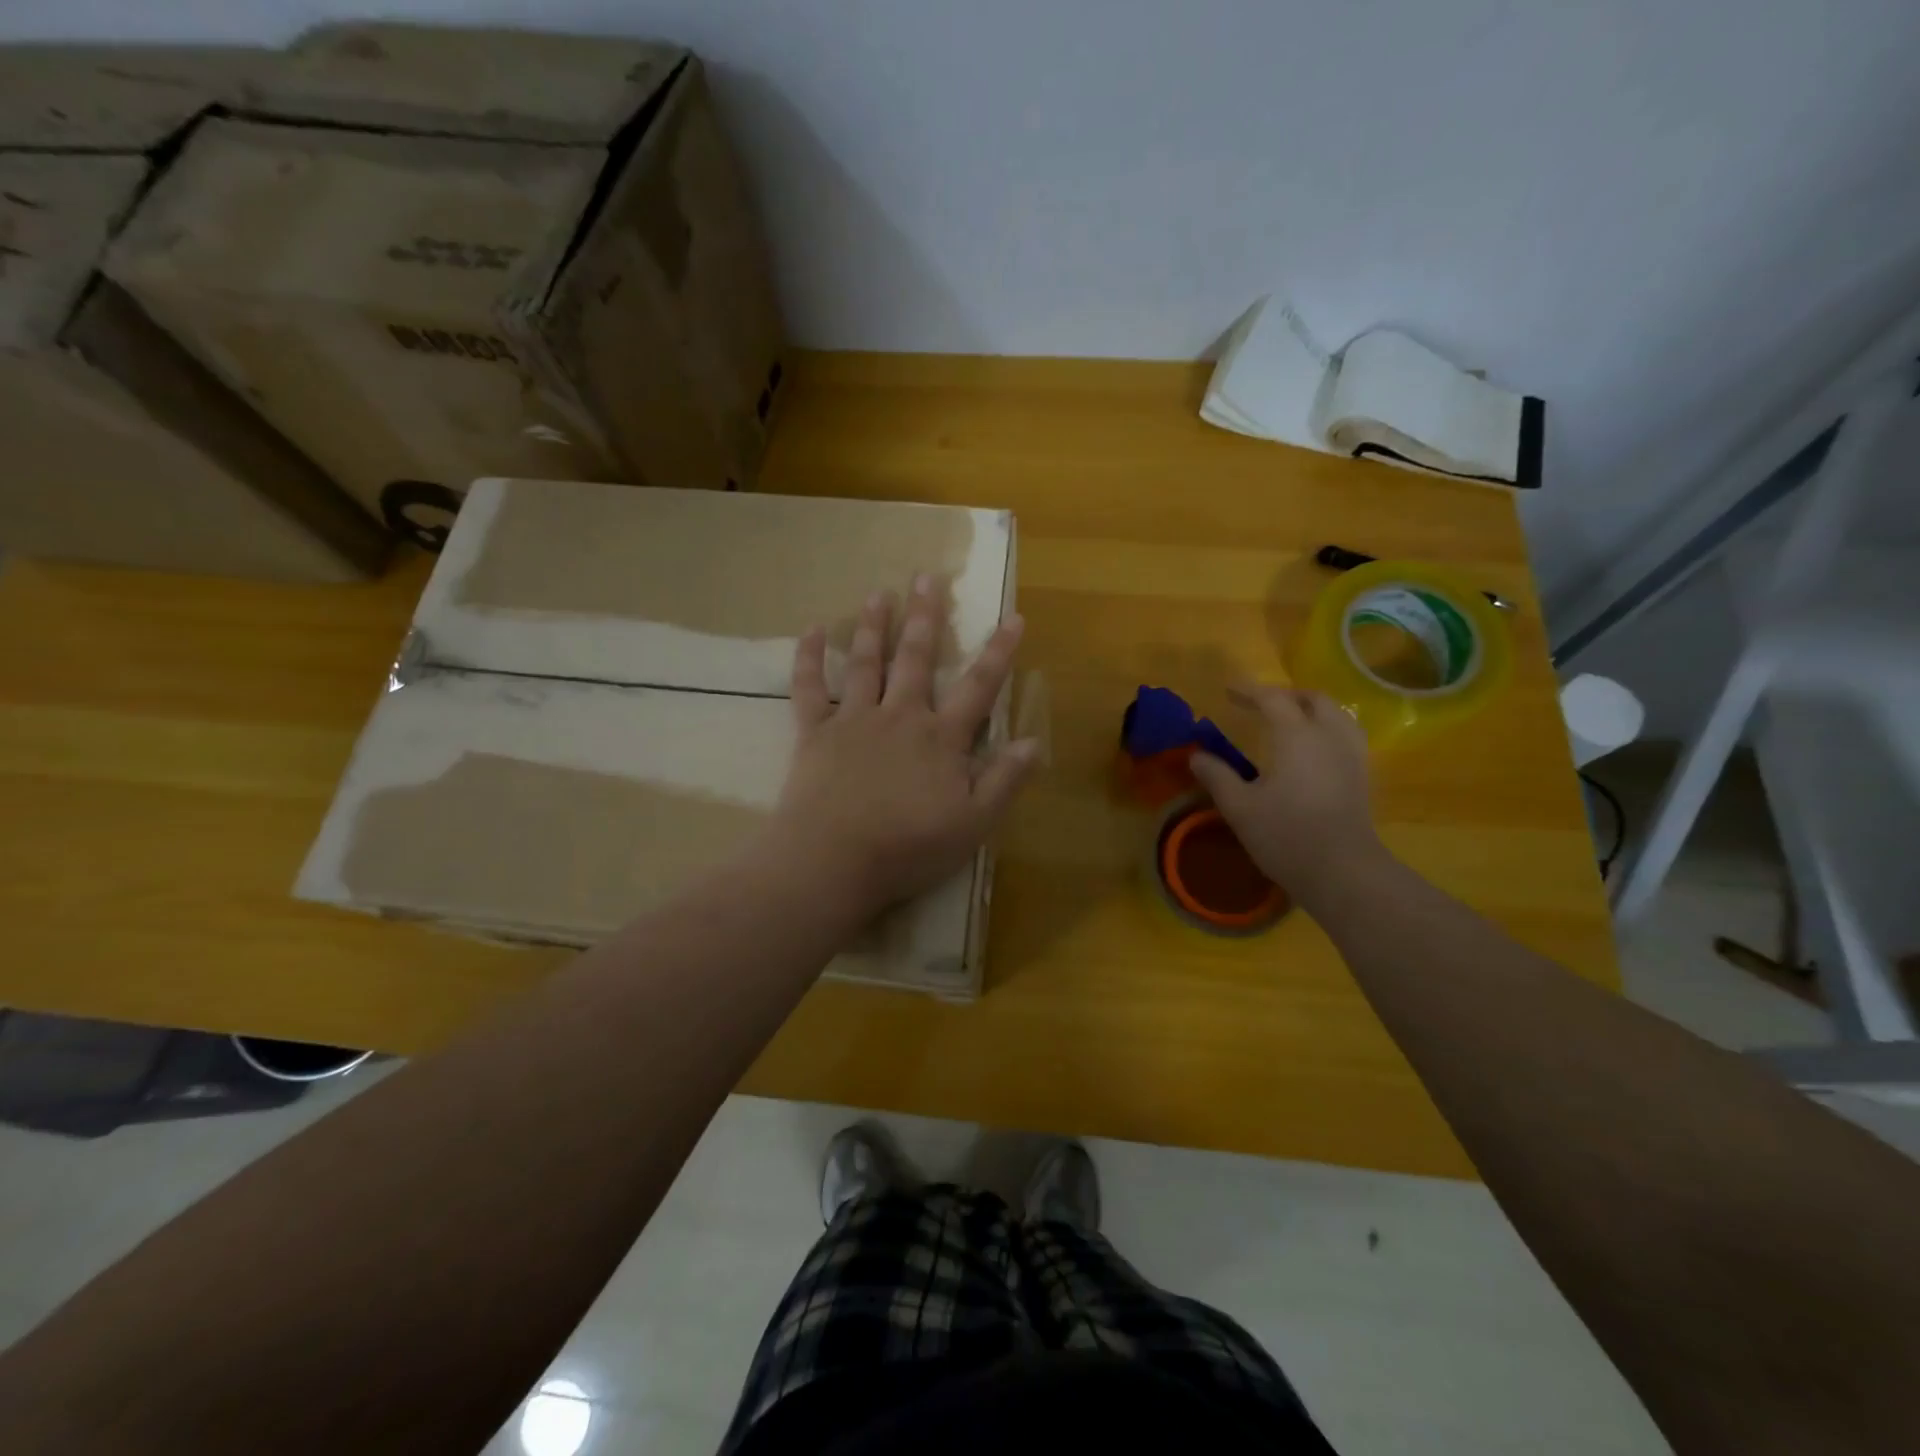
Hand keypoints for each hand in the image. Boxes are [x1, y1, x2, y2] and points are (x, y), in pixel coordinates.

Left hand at [768, 575, 1039, 916]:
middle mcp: (900, 716)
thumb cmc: (908, 846)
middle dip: (925, 616)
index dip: (999, 652)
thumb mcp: (973, 823)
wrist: (833, 860)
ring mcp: (854, 720)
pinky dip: (809, 658)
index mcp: (941, 738)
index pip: (979, 687)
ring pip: (866, 662)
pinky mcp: (815, 733)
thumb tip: (1035, 740)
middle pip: (915, 658)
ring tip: (879, 592)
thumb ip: (1004, 779)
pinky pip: (810, 688)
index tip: (1013, 616)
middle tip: (927, 576)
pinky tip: (811, 629)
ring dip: (874, 625)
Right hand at [1189, 684, 1384, 904]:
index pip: (1272, 699)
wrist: (1342, 871)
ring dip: (1312, 709)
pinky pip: (1347, 735)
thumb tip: (1196, 755)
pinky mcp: (1362, 775)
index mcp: (1296, 735)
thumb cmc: (1286, 835)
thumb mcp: (1239, 807)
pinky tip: (1314, 748)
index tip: (1228, 691)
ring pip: (1337, 714)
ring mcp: (1351, 755)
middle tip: (1261, 705)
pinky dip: (1328, 728)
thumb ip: (1217, 776)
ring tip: (1290, 721)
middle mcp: (1329, 735)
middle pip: (1313, 700)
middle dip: (1286, 696)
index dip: (1249, 691)